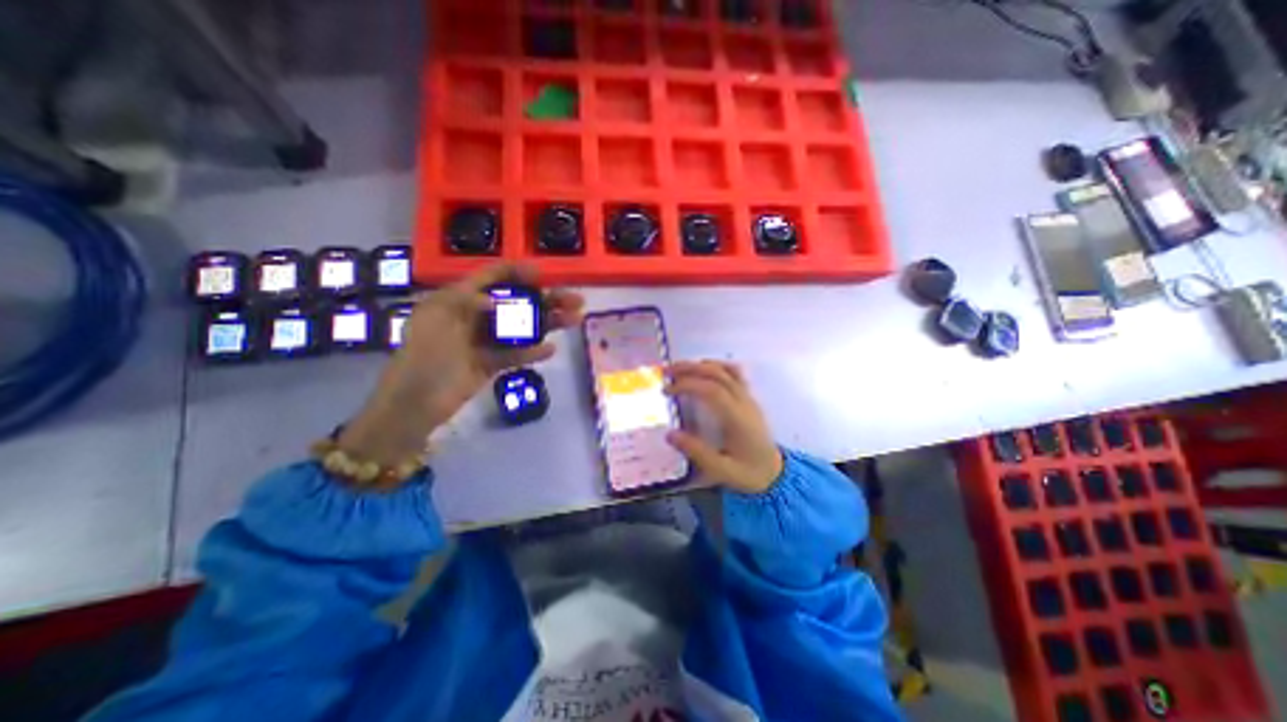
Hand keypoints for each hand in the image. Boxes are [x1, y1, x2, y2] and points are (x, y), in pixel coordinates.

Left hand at [338, 262, 587, 463]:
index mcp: (458, 299)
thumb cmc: (420, 359)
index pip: (492, 277)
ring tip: (574, 320)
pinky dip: (533, 352)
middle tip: (575, 300)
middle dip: (546, 299)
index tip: (543, 274)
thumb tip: (496, 300)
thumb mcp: (434, 322)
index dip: (518, 272)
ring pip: (522, 327)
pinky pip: (517, 354)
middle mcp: (476, 316)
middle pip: (517, 302)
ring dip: (548, 323)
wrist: (413, 407)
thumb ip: (465, 303)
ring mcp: (486, 340)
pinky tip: (550, 350)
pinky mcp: (492, 363)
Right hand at [663, 360, 785, 495]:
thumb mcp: (722, 471)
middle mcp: (744, 402)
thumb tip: (670, 434)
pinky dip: (715, 366)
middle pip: (717, 374)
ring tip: (678, 369)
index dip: (687, 385)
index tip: (667, 391)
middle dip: (689, 368)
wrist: (775, 473)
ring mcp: (748, 397)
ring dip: (700, 365)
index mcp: (737, 419)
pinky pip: (734, 373)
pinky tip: (702, 369)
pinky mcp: (748, 397)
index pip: (711, 390)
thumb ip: (697, 453)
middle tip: (665, 373)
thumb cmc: (748, 473)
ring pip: (726, 369)